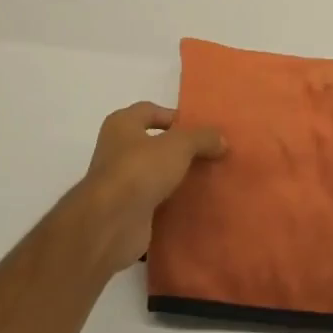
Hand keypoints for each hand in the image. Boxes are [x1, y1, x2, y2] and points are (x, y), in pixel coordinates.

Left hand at [74, 102, 226, 275]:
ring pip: (155, 174)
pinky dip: (171, 203)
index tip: (202, 131)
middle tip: (209, 155)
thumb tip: (221, 139)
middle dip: (180, 149)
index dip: (175, 117)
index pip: (150, 111)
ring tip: (207, 179)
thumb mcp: (179, 145)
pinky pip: (154, 201)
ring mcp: (120, 182)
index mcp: (122, 124)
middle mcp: (117, 149)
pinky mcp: (126, 210)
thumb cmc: (140, 169)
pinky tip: (194, 204)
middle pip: (153, 143)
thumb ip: (201, 138)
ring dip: (176, 177)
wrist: (112, 222)